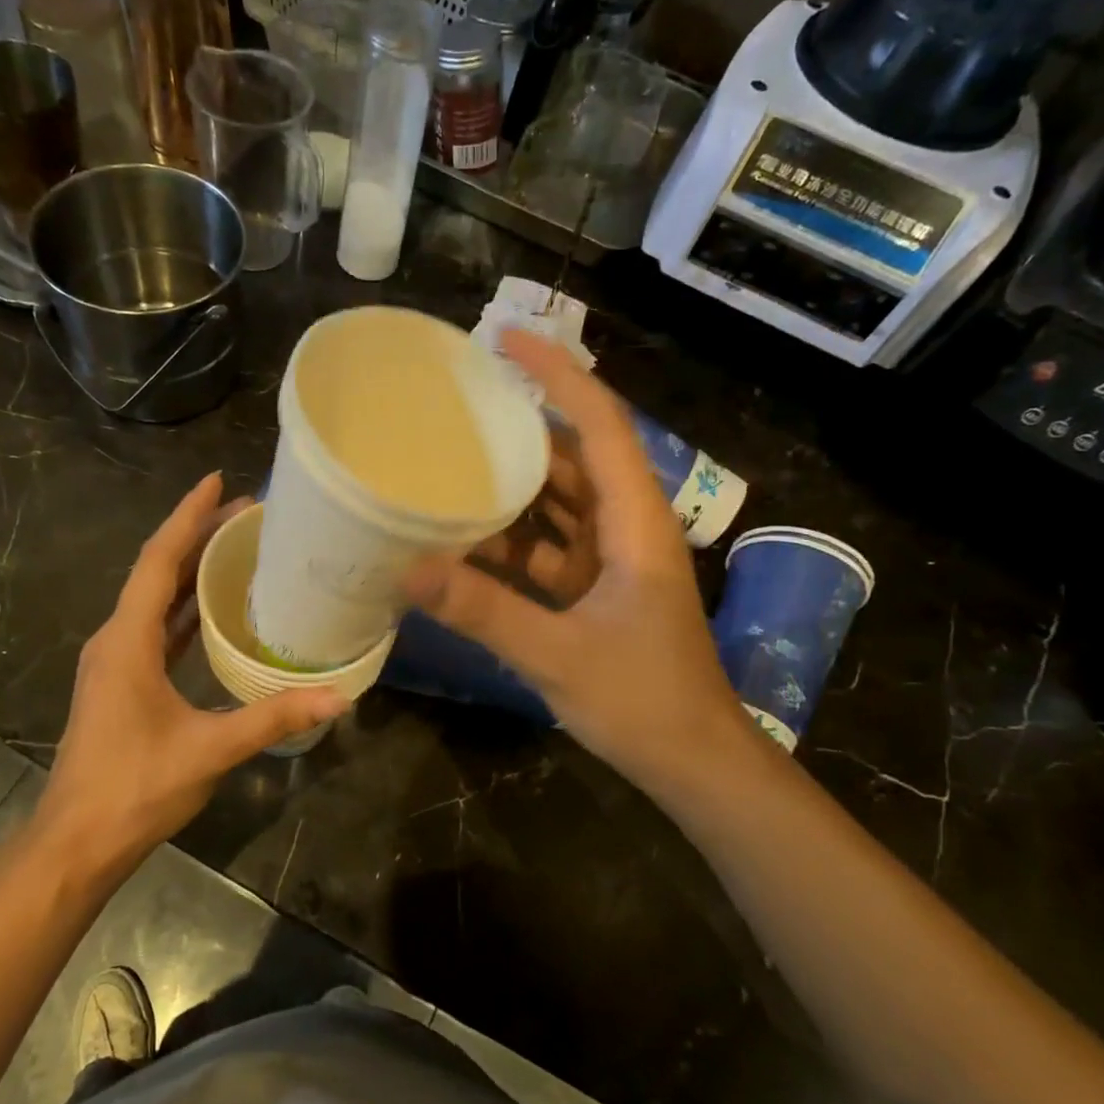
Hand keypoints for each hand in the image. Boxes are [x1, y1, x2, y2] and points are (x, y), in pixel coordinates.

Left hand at [35, 474, 345, 869]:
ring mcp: (115, 662)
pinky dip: (185, 608)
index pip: (158, 561)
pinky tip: (215, 608)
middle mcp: (115, 640)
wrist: (77, 842)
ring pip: (155, 599)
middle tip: (246, 511)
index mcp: (126, 641)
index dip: (188, 517)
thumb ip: (272, 719)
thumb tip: (337, 698)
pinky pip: (156, 628)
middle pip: (157, 571)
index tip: (218, 481)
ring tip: (236, 547)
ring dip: (191, 570)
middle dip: (198, 536)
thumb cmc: (134, 788)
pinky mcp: (122, 683)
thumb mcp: (209, 750)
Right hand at [405, 332, 753, 796]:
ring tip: (449, 463)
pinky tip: (464, 541)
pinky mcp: (598, 590)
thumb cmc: (643, 701)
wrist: (694, 761)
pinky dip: (511, 540)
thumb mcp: (558, 655)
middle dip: (521, 427)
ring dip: (511, 487)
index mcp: (635, 523)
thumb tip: (409, 570)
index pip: (600, 424)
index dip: (557, 376)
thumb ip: (484, 611)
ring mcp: (613, 560)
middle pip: (574, 456)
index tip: (506, 342)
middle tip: (457, 406)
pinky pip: (549, 545)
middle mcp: (627, 527)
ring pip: (560, 503)